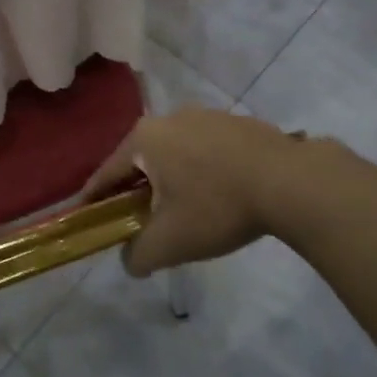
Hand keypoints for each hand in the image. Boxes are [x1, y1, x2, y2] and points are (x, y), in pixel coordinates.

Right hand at [79, 109, 307, 276]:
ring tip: (183, 212)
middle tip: (139, 222)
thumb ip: (137, 255)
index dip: (94, 200)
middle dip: (136, 191)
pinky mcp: (236, 123)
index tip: (87, 218)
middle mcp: (170, 118)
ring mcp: (206, 115)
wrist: (290, 182)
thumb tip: (130, 260)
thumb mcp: (170, 242)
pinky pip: (206, 150)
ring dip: (171, 180)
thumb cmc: (217, 207)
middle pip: (141, 161)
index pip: (106, 173)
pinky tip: (218, 196)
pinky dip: (201, 172)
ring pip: (175, 154)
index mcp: (144, 138)